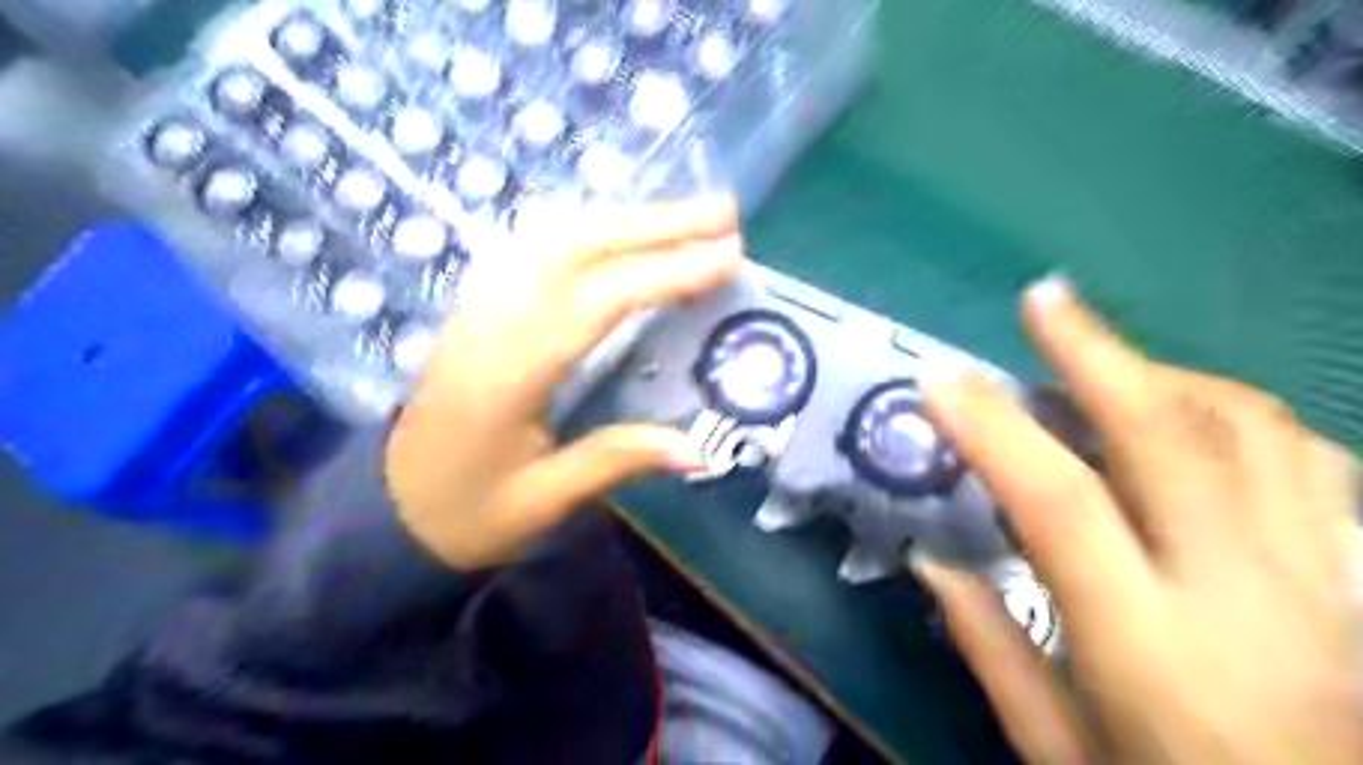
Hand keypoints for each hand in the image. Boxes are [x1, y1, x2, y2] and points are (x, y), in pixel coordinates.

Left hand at [383, 201, 744, 570]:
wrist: (389, 507)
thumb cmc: (468, 512)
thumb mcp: (543, 503)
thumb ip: (617, 463)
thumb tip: (699, 449)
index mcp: (508, 374)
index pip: (597, 301)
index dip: (665, 273)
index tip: (728, 255)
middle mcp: (490, 322)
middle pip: (575, 248)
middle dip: (654, 223)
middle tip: (722, 212)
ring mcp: (480, 306)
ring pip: (554, 237)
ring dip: (625, 218)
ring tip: (687, 216)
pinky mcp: (481, 307)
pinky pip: (538, 249)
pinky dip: (590, 229)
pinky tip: (622, 232)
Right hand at [909, 276, 1361, 764]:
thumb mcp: (1061, 756)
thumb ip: (992, 650)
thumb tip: (929, 562)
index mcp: (1152, 650)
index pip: (1059, 503)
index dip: (993, 428)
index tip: (940, 380)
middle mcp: (1249, 599)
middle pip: (1173, 436)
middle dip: (1097, 352)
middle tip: (1045, 300)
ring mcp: (1331, 586)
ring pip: (1258, 431)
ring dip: (1168, 376)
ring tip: (1105, 365)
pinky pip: (1317, 466)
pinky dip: (1243, 421)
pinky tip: (1195, 421)